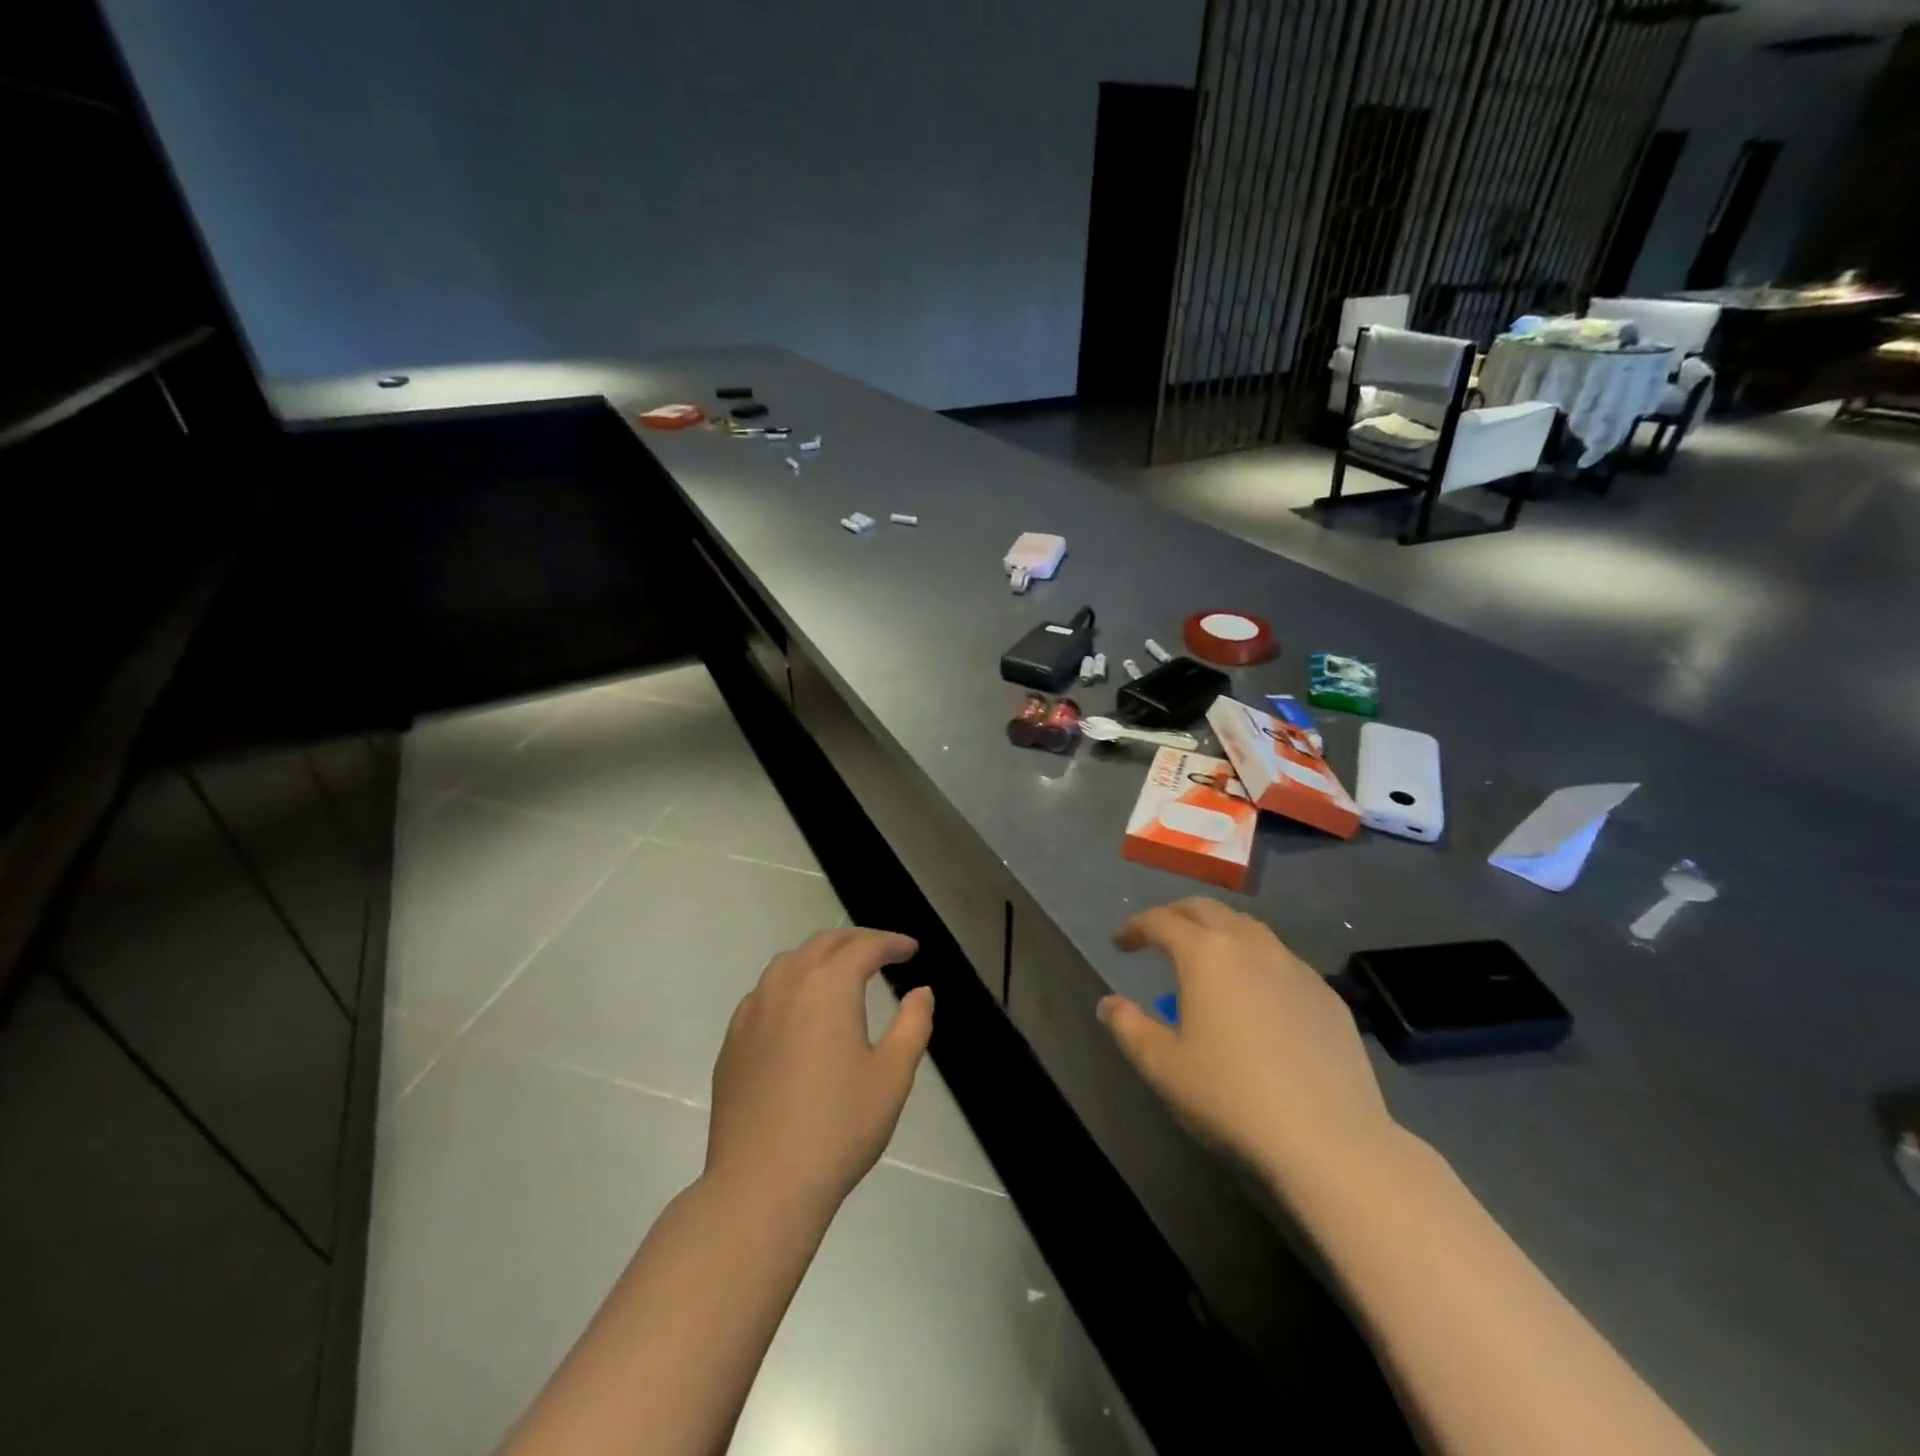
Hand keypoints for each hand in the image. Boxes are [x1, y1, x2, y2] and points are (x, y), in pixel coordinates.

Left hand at [706, 928, 931, 1219]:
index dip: (892, 943)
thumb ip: (913, 1025)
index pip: (865, 946)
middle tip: (883, 953)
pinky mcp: (733, 1040)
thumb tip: (921, 992)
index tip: (912, 950)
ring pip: (790, 962)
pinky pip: (766, 992)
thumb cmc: (838, 1128)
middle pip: (825, 943)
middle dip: (858, 941)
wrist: (761, 1185)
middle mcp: (787, 984)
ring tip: (842, 973)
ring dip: (821, 957)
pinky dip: (791, 984)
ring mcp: (753, 1010)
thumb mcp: (892, 1076)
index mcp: (829, 985)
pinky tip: (800, 1011)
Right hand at [1099, 899, 1398, 1193]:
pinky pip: (1281, 959)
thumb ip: (1128, 1027)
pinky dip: (1255, 960)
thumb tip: (1109, 1004)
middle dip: (1176, 915)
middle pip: (1206, 909)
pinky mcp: (1326, 994)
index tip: (1121, 943)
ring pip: (1248, 928)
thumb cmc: (1232, 1097)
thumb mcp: (1163, 1067)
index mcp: (1205, 954)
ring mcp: (1294, 966)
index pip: (1161, 921)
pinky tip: (1255, 994)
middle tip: (1159, 935)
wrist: (1329, 1139)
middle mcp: (1250, 945)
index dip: (1135, 927)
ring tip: (1206, 957)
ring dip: (1218, 931)